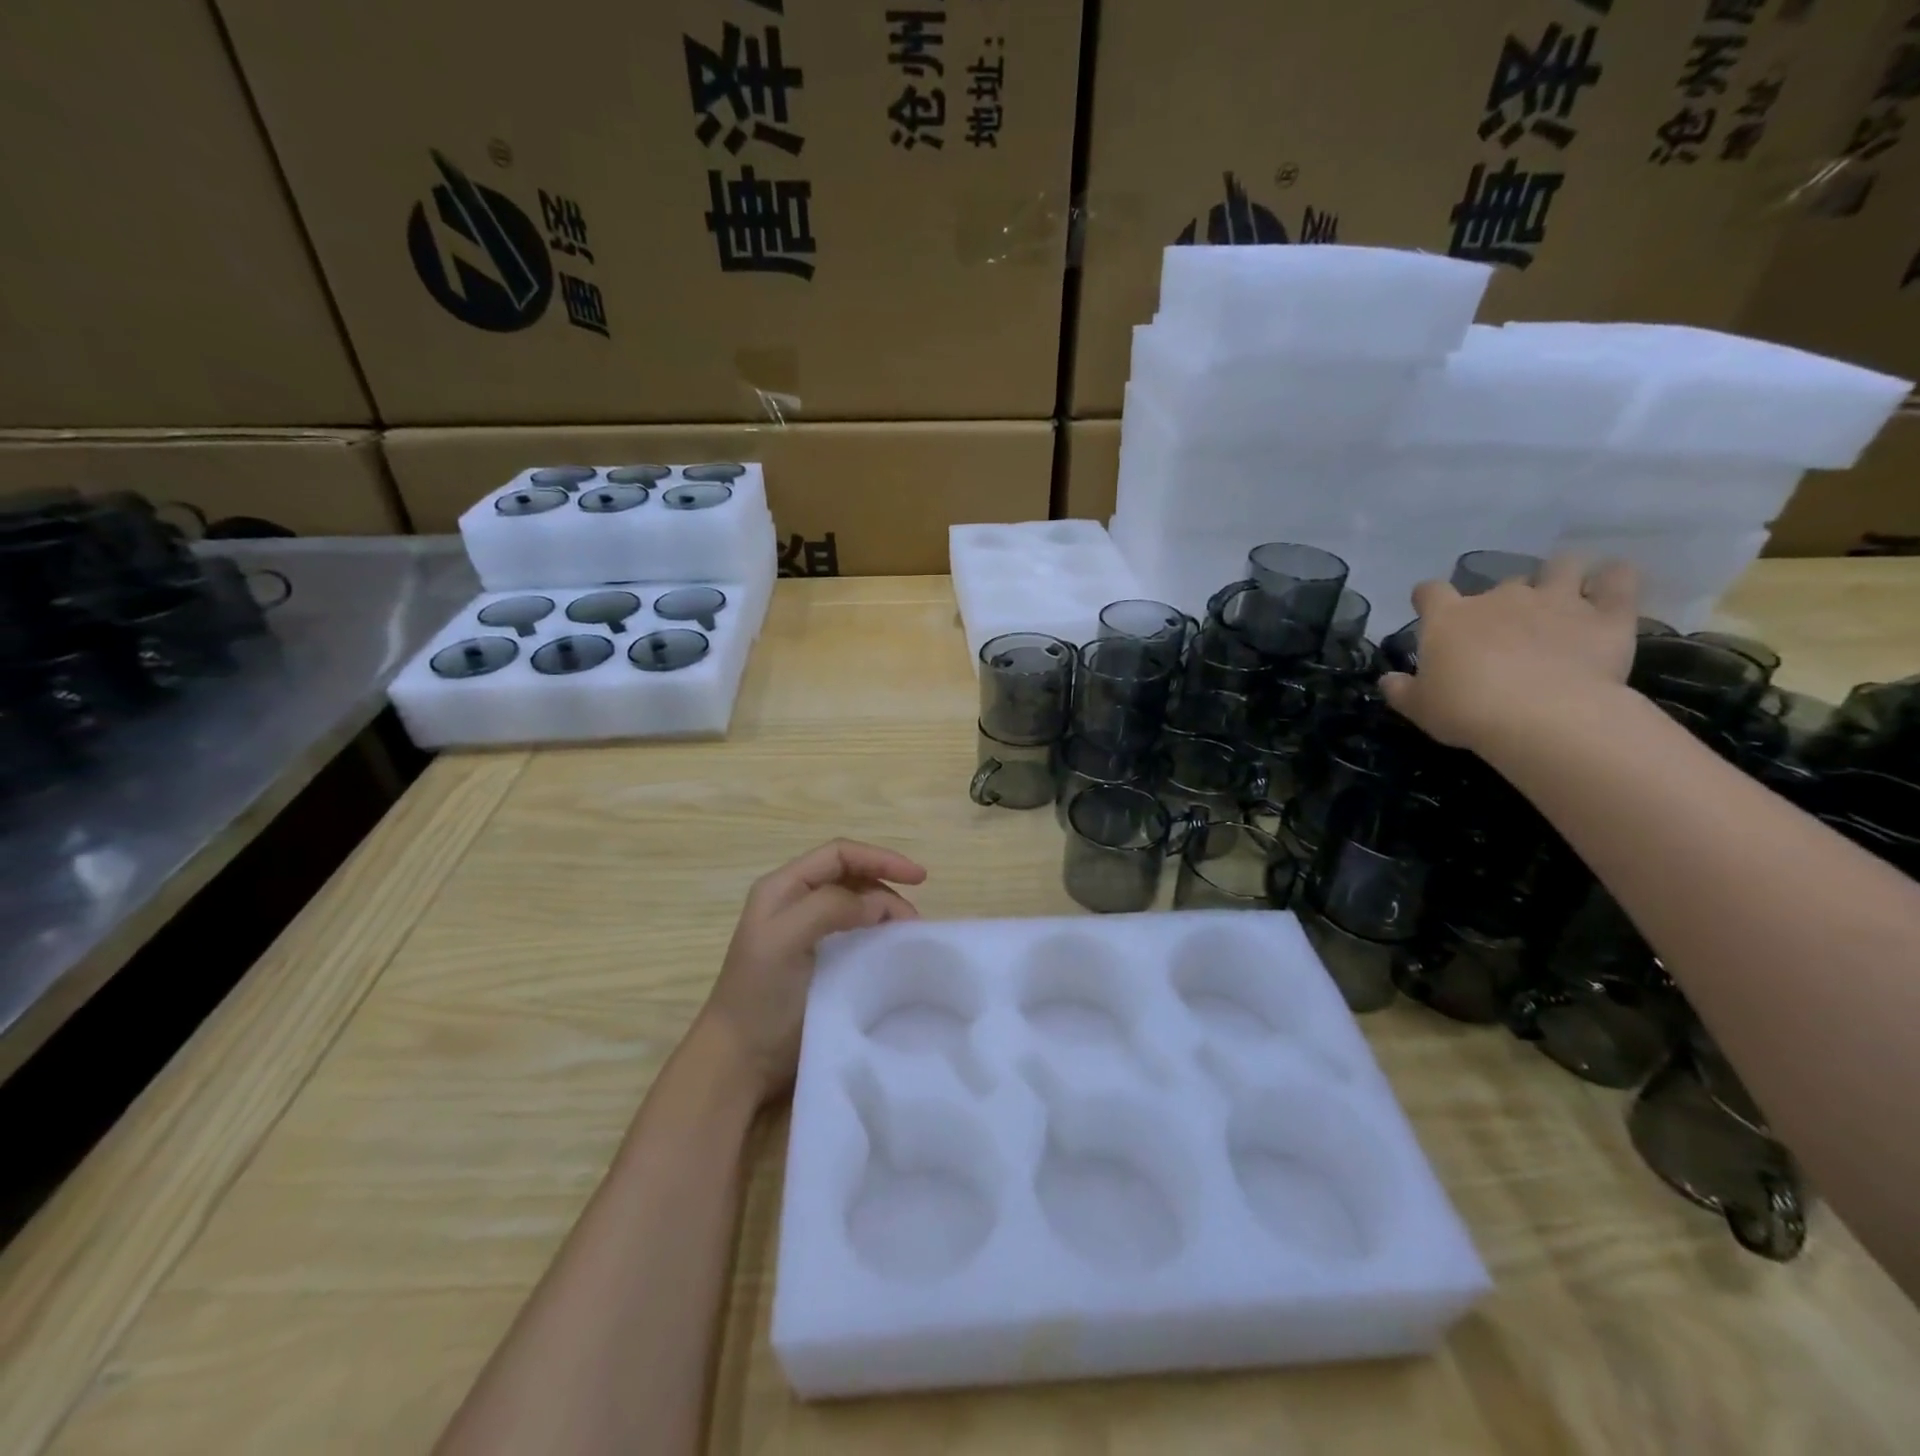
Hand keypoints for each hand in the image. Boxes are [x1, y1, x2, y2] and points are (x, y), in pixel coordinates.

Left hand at [694, 839, 926, 1103]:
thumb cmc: (759, 996)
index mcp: (783, 888)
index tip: (919, 878)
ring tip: (906, 935)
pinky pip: (856, 933)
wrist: (739, 1061)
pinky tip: (891, 949)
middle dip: (886, 886)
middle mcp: (795, 902)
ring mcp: (806, 932)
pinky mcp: (819, 961)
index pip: (839, 854)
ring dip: (885, 911)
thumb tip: (878, 904)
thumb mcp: (785, 941)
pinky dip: (878, 934)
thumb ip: (829, 908)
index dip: (880, 858)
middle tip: (913, 920)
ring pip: (856, 905)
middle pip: (851, 876)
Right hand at [1380, 554, 1639, 751]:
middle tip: (1506, 625)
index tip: (1429, 611)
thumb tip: (1388, 680)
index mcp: (1449, 617)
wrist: (1542, 716)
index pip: (1430, 591)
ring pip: (1562, 566)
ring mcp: (1557, 600)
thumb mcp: (1419, 707)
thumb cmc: (1466, 710)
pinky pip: (1619, 580)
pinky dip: (1616, 578)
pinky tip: (1612, 584)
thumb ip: (1401, 689)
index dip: (1428, 599)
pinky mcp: (1606, 615)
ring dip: (1560, 574)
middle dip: (1504, 598)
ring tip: (1563, 593)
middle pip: (1501, 581)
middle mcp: (1501, 597)